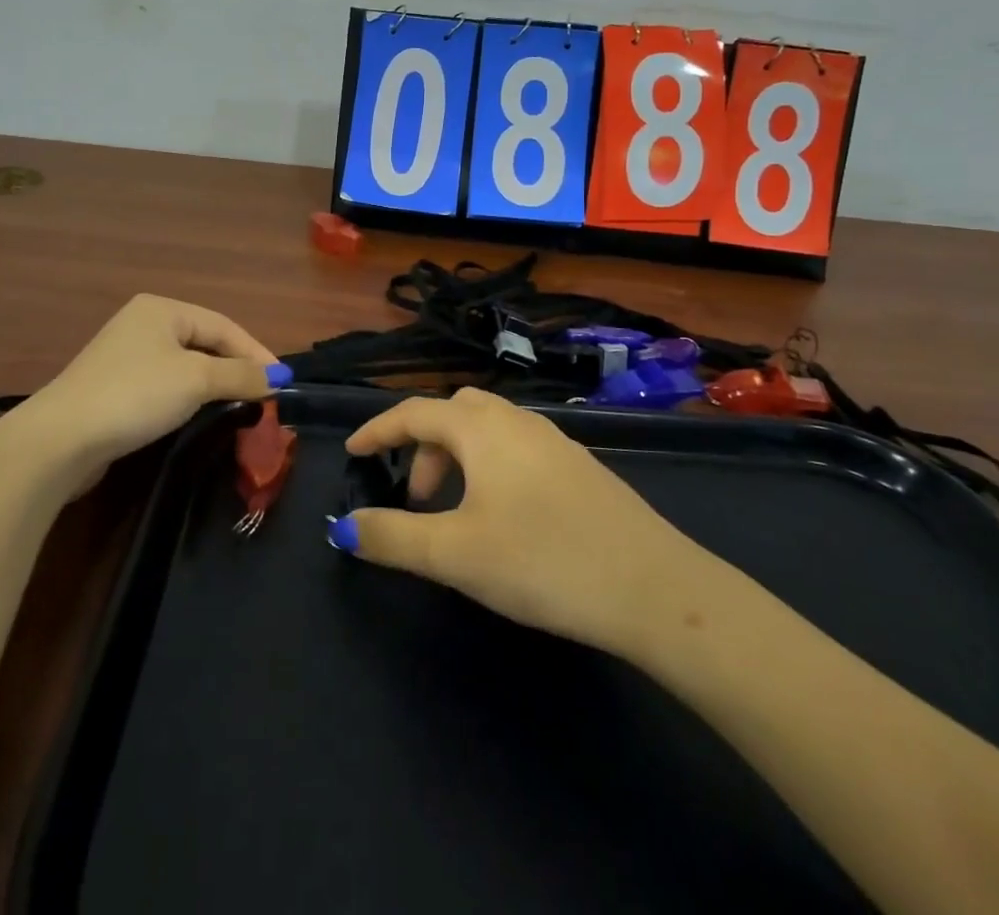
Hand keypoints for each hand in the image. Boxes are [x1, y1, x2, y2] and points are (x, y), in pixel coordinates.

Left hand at [19, 295, 277, 488]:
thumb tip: (279, 377)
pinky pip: (165, 386)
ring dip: (215, 385)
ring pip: (186, 366)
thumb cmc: (135, 394)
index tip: (283, 383)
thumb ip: (241, 375)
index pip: (224, 326)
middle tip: (265, 396)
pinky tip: (201, 415)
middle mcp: (144, 324)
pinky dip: (189, 398)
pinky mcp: (115, 388)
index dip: (257, 353)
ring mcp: (125, 356)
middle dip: (236, 369)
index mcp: (162, 309)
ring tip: (241, 406)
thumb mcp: (196, 380)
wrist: (59, 440)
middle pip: (206, 344)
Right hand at [332, 388, 709, 657]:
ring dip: (458, 459)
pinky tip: (504, 516)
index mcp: (482, 428)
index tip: (353, 451)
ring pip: (489, 430)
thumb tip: (344, 527)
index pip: (414, 412)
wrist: (654, 587)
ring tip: (455, 512)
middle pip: (453, 413)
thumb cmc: (542, 560)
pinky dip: (491, 467)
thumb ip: (393, 537)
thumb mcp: (455, 554)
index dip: (378, 430)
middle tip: (415, 499)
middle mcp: (517, 421)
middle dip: (423, 447)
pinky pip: (517, 449)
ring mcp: (554, 441)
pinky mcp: (580, 466)